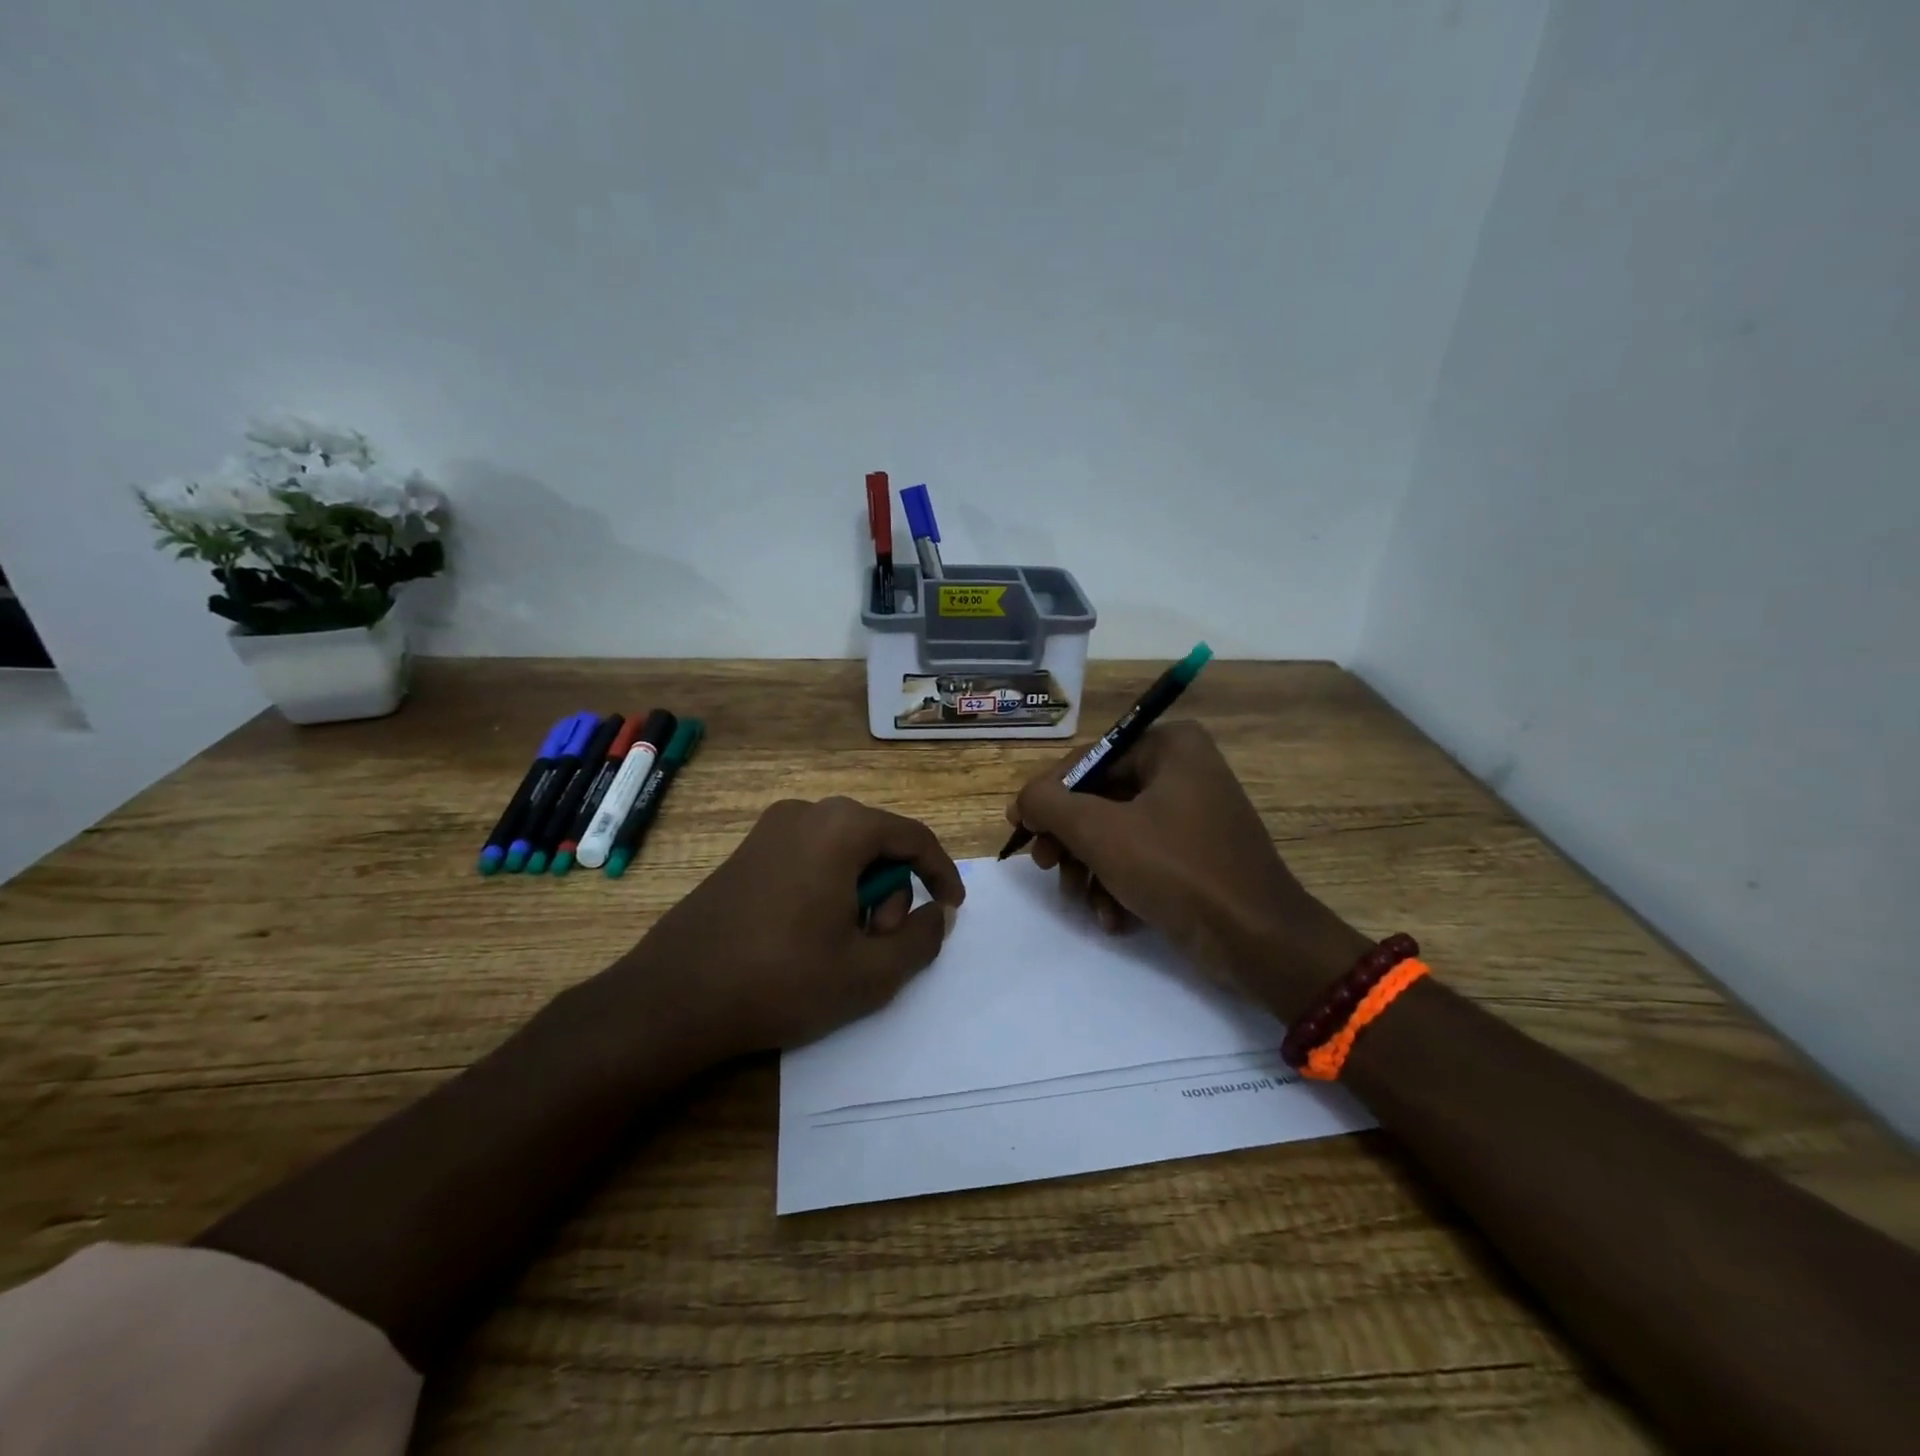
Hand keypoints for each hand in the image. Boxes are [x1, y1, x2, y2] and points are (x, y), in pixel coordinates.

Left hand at [613, 796, 965, 1057]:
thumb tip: (938, 915)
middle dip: (893, 891)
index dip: (941, 872)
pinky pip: (810, 857)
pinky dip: (829, 888)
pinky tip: (812, 935)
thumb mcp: (869, 972)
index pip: (913, 837)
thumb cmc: (781, 980)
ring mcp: (770, 829)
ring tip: (845, 945)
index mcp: (841, 828)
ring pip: (844, 851)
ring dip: (861, 893)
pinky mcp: (746, 852)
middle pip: (877, 842)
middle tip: (882, 942)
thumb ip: (921, 940)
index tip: (952, 908)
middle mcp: (807, 813)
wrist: (673, 997)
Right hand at [1007, 721, 1369, 1018]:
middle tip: (1045, 866)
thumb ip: (1050, 805)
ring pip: (1117, 832)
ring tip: (1082, 901)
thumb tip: (1024, 799)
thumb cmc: (1177, 870)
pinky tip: (1114, 918)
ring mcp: (1193, 813)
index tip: (1019, 828)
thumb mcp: (1101, 832)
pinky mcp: (1197, 853)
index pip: (1088, 759)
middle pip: (1100, 798)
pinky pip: (1142, 856)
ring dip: (1091, 869)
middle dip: (1070, 839)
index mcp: (1170, 746)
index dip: (1047, 794)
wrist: (1259, 941)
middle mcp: (1184, 769)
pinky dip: (1121, 885)